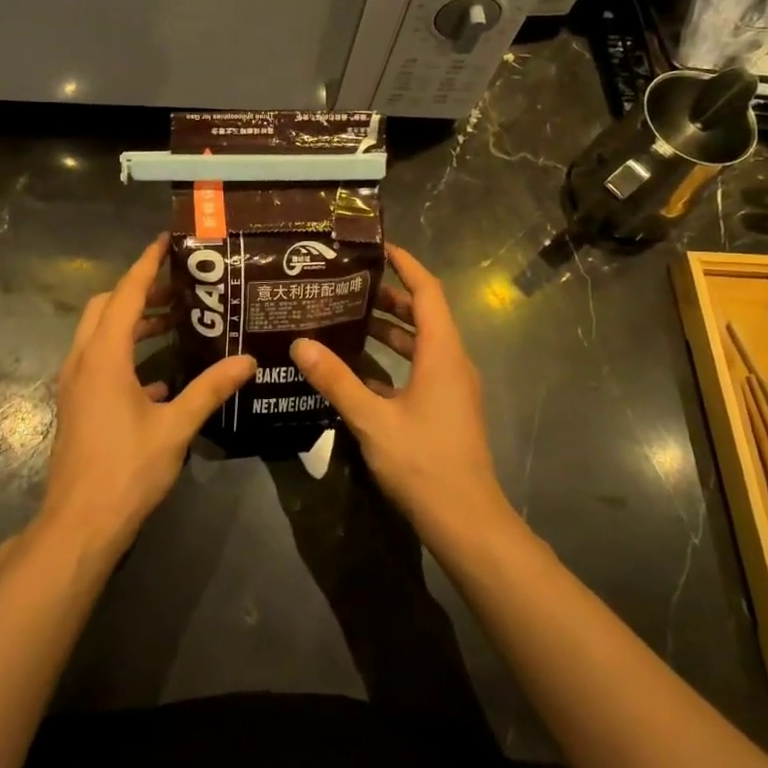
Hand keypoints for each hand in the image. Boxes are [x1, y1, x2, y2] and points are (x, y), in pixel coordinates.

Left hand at [39, 234, 255, 553]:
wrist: (79, 525)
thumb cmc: (127, 470)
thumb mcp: (175, 427)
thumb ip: (210, 389)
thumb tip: (247, 360)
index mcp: (104, 357)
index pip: (125, 294)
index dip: (145, 264)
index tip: (166, 240)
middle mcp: (83, 361)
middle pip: (105, 307)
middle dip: (138, 291)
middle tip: (178, 286)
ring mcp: (75, 385)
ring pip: (99, 335)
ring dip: (131, 322)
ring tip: (173, 321)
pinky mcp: (77, 405)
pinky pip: (99, 363)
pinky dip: (126, 355)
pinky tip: (160, 376)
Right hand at [291, 244, 513, 539]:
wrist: (466, 520)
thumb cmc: (423, 462)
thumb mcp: (372, 419)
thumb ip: (337, 379)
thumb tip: (301, 344)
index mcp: (442, 353)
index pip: (428, 292)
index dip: (406, 264)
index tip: (378, 247)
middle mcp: (452, 363)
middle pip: (424, 315)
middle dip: (390, 296)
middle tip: (348, 285)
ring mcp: (451, 388)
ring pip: (421, 344)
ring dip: (390, 329)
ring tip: (348, 319)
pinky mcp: (445, 409)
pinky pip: (419, 369)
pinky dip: (392, 361)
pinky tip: (358, 370)